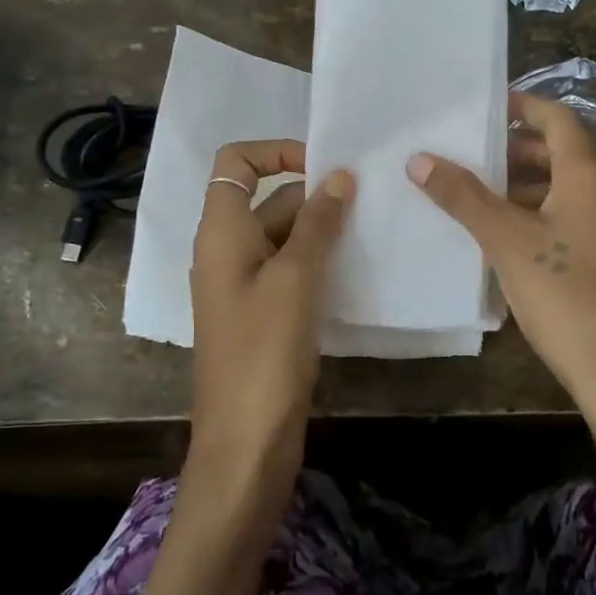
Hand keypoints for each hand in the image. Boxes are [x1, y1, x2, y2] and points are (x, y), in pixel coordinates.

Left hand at [189, 140, 353, 474]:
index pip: (236, 163)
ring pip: (285, 236)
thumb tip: (338, 175)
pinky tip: (358, 268)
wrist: (246, 442)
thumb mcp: (295, 279)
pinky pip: (291, 270)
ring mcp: (246, 285)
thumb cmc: (265, 353)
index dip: (276, 152)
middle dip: (315, 194)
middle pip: (268, 198)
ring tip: (373, 229)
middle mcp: (228, 251)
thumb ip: (317, 223)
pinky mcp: (264, 314)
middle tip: (369, 200)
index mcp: (221, 233)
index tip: (324, 167)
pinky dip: (320, 261)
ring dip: (323, 229)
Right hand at [407, 94, 595, 419]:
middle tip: (480, 162)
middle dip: (523, 154)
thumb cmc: (567, 298)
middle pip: (568, 158)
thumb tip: (420, 158)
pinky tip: (528, 251)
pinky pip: (589, 226)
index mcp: (590, 179)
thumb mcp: (507, 244)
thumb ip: (464, 198)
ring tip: (493, 208)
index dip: (526, 107)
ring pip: (578, 195)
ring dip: (537, 191)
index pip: (560, 121)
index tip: (492, 107)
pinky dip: (556, 221)